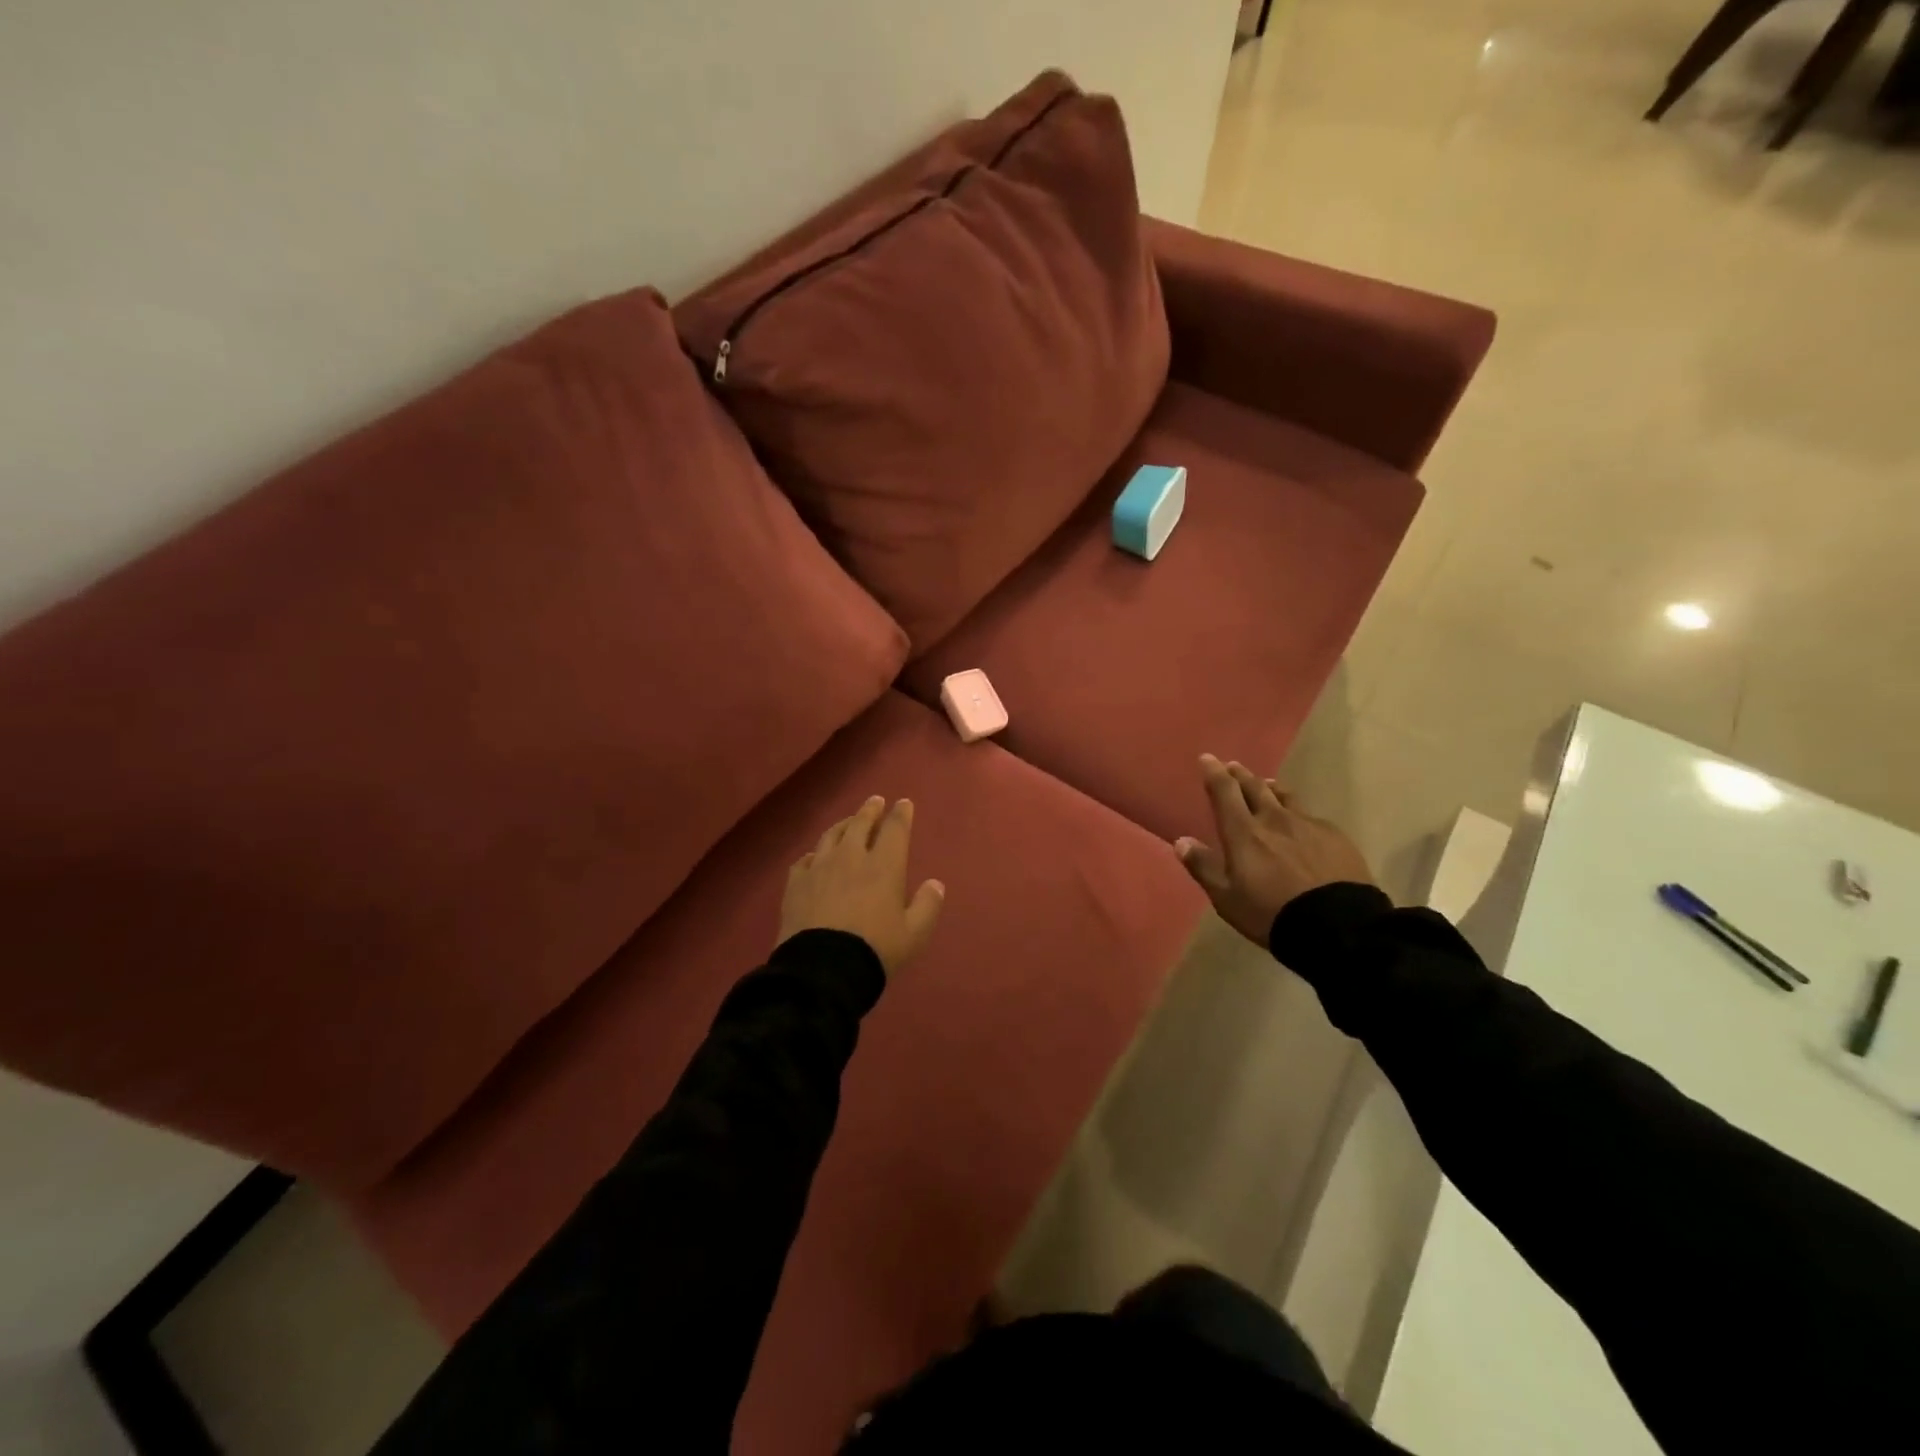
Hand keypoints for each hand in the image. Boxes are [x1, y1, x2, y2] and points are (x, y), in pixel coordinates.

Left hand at [778, 796, 944, 973]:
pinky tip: (815, 857)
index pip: (895, 829)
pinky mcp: (795, 884)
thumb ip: (927, 906)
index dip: (901, 814)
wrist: (822, 970)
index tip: (904, 803)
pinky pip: (805, 859)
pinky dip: (815, 854)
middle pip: (860, 823)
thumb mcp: (914, 934)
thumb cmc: (875, 950)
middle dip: (870, 810)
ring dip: (843, 825)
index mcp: (884, 866)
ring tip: (849, 822)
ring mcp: (819, 868)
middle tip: (875, 801)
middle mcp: (851, 857)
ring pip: (831, 836)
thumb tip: (935, 884)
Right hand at [1175, 755, 1374, 945]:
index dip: (1214, 773)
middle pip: (1255, 787)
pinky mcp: (1335, 836)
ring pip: (1285, 797)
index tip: (1207, 758)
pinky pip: (1310, 816)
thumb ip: (1203, 867)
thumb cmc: (1272, 913)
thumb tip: (1181, 842)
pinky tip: (1301, 822)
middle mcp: (1274, 819)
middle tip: (1233, 767)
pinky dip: (1297, 813)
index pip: (1225, 792)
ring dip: (1270, 788)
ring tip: (1266, 784)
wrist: (1338, 926)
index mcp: (1244, 832)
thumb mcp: (1227, 898)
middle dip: (1241, 775)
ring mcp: (1308, 825)